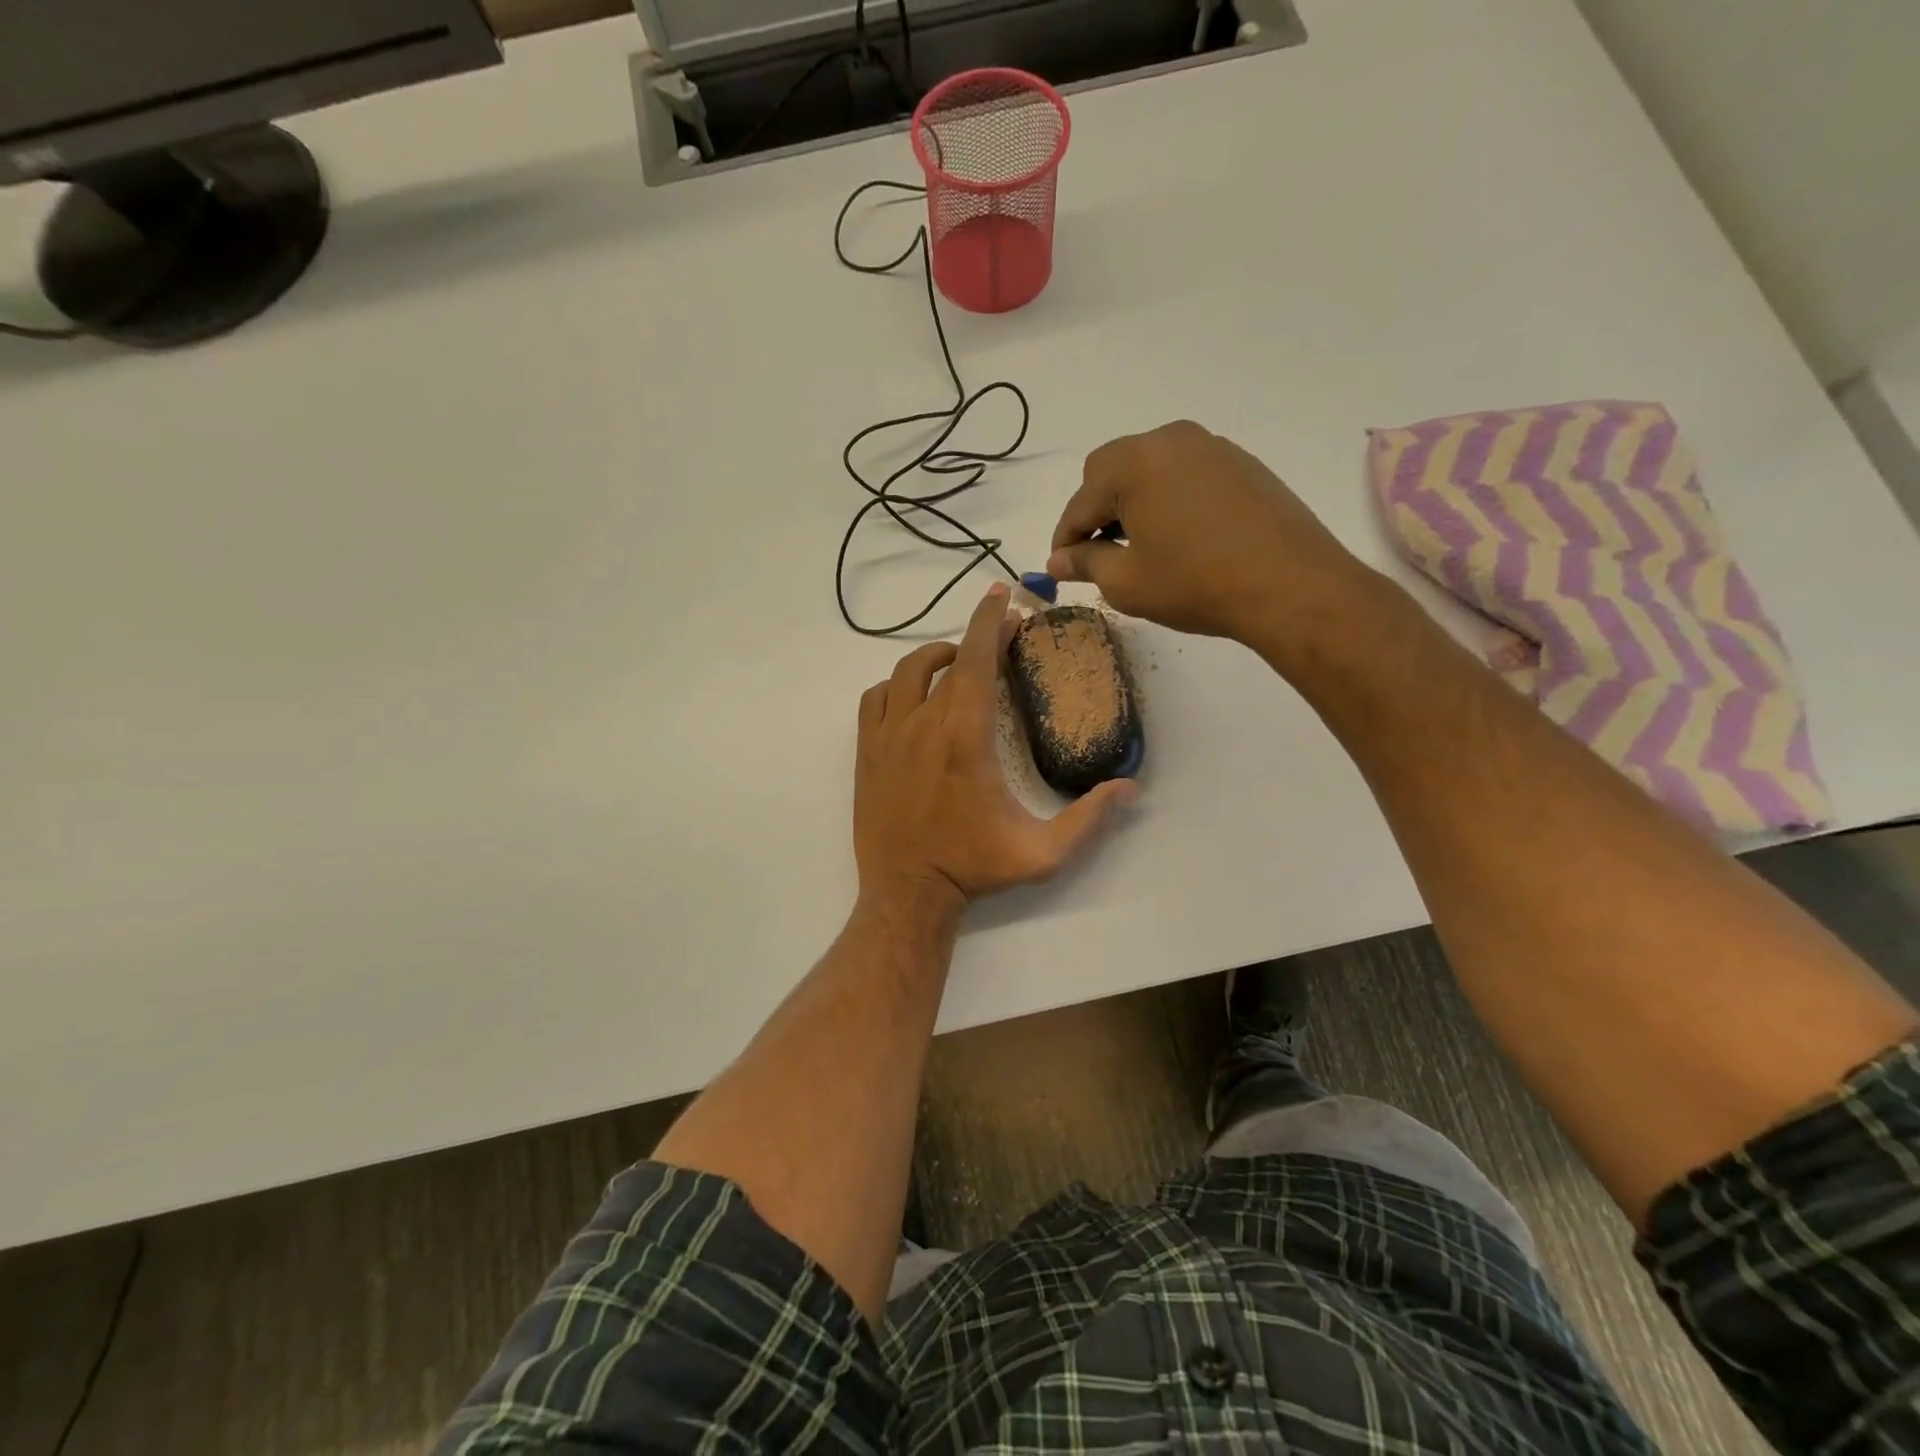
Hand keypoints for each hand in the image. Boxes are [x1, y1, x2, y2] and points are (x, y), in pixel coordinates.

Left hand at [854, 583, 1137, 916]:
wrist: (907, 893)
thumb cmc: (974, 868)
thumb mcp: (1042, 851)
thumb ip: (1088, 818)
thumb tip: (1129, 788)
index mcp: (966, 737)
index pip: (979, 660)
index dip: (992, 621)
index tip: (1004, 596)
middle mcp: (923, 724)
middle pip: (948, 659)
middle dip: (977, 638)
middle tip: (1001, 639)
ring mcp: (887, 736)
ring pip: (906, 672)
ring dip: (936, 659)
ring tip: (959, 665)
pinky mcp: (865, 752)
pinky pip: (876, 698)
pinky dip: (897, 686)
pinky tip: (914, 699)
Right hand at [1047, 420, 1377, 657]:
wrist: (1291, 586)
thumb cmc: (1195, 584)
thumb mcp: (1127, 582)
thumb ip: (1084, 563)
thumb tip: (1058, 560)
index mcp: (1134, 462)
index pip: (1080, 501)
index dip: (1064, 539)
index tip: (1061, 569)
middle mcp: (1170, 440)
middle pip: (1111, 470)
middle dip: (1096, 512)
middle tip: (1099, 555)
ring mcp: (1211, 447)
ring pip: (1150, 469)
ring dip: (1133, 503)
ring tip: (1140, 547)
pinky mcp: (1241, 463)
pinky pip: (1186, 475)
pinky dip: (1168, 500)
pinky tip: (1180, 537)